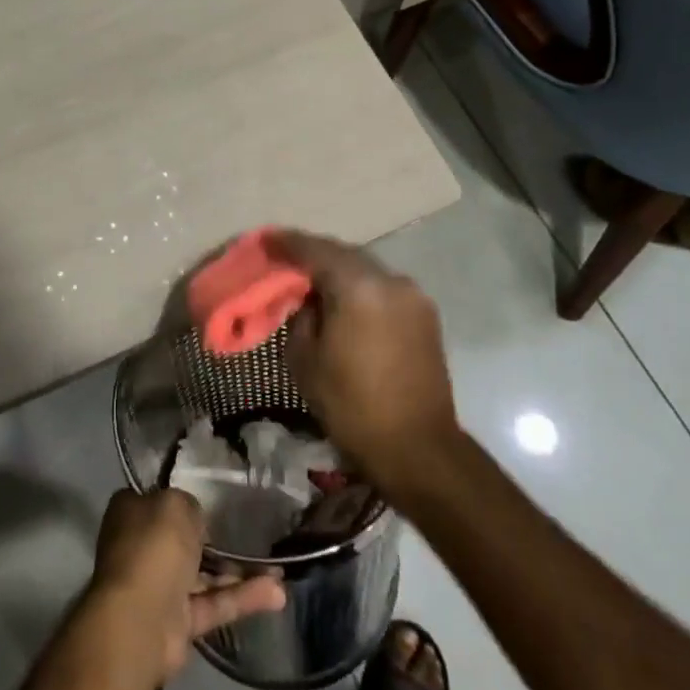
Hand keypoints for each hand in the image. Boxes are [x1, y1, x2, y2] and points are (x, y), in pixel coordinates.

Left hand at [87, 489, 284, 682]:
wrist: (140, 620)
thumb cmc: (153, 547)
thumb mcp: (176, 504)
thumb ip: (190, 506)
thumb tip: (195, 519)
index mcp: (131, 512)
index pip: (157, 499)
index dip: (183, 499)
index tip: (212, 498)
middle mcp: (141, 547)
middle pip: (182, 539)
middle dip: (215, 538)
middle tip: (252, 532)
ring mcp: (159, 588)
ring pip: (204, 575)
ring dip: (239, 571)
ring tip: (279, 569)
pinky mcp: (179, 622)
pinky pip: (214, 603)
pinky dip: (242, 598)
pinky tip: (277, 593)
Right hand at [270, 230, 461, 496]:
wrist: (418, 449)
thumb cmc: (352, 406)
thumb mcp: (304, 360)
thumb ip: (299, 316)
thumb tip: (307, 300)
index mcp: (357, 286)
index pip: (314, 250)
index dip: (286, 243)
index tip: (265, 240)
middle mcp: (389, 279)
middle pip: (342, 254)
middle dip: (313, 255)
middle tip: (286, 261)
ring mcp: (412, 295)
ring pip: (364, 269)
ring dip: (339, 271)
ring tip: (313, 282)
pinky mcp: (425, 314)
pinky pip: (382, 288)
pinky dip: (360, 288)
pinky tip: (344, 302)